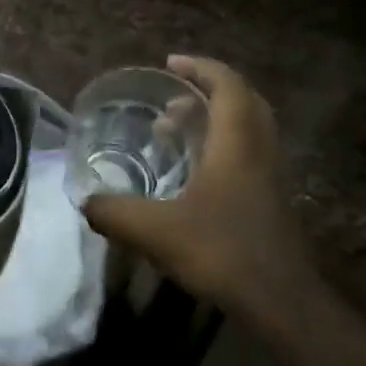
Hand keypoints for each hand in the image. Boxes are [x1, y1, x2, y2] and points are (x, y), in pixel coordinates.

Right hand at [82, 57, 314, 311]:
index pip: (228, 87)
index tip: (170, 63)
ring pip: (247, 129)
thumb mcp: (153, 231)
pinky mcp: (268, 201)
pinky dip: (219, 146)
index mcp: (236, 146)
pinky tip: (189, 172)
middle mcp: (258, 153)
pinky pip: (246, 154)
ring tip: (173, 129)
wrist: (280, 301)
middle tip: (171, 95)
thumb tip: (85, 201)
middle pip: (244, 102)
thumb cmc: (220, 252)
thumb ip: (113, 212)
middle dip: (208, 89)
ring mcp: (268, 177)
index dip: (201, 68)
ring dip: (213, 119)